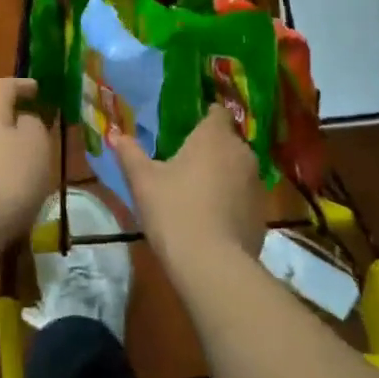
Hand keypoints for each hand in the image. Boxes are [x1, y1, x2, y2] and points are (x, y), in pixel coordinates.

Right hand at [112, 107, 267, 267]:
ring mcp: (257, 184)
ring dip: (222, 175)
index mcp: (214, 137)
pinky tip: (212, 219)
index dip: (203, 116)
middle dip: (210, 148)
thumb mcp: (142, 180)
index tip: (186, 128)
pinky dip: (231, 201)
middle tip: (184, 162)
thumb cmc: (174, 210)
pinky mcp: (262, 213)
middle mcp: (242, 153)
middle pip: (228, 141)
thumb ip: (129, 153)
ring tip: (197, 192)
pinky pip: (244, 197)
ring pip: (238, 169)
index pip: (216, 112)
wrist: (212, 265)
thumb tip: (116, 134)